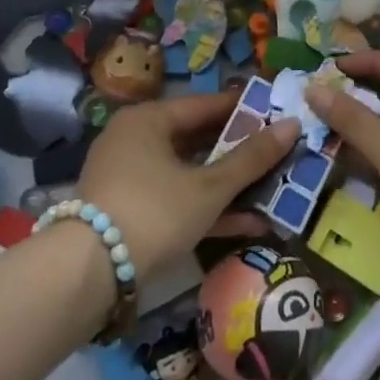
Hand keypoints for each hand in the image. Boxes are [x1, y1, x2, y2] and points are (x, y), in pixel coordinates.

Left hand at [77, 90, 299, 281]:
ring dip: (228, 185)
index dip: (244, 110)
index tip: (278, 114)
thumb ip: (251, 159)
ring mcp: (129, 177)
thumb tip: (292, 125)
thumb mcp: (209, 187)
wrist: (87, 275)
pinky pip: (176, 198)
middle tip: (278, 153)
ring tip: (272, 190)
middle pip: (197, 138)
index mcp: (149, 119)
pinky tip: (248, 224)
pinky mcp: (129, 211)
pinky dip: (207, 208)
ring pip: (189, 172)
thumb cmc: (154, 212)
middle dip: (239, 152)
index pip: (205, 105)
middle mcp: (135, 139)